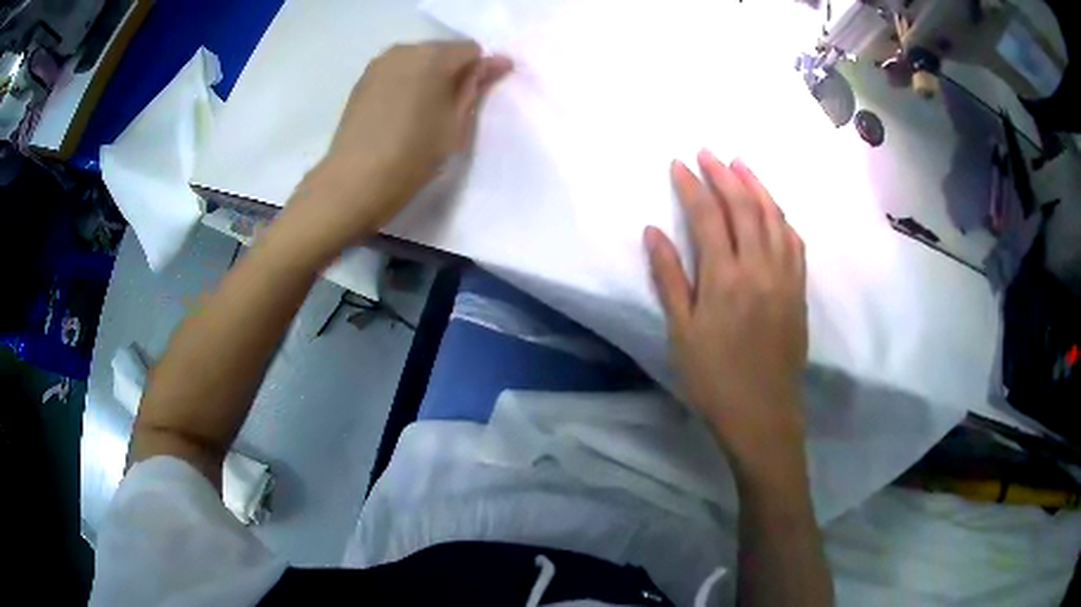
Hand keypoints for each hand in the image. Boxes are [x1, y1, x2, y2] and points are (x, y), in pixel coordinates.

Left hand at [283, 41, 512, 256]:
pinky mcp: (362, 81)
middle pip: (443, 52)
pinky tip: (402, 114)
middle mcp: (404, 50)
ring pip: (418, 62)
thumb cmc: (412, 155)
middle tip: (451, 111)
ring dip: (429, 79)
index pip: (472, 50)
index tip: (476, 102)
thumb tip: (499, 61)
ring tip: (424, 114)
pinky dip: (407, 85)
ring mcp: (379, 64)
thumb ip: (476, 87)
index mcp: (432, 56)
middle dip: (453, 74)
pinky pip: (397, 73)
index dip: (480, 72)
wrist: (353, 183)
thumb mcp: (455, 124)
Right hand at [645, 150, 807, 466]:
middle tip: (707, 152)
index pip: (709, 216)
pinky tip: (773, 207)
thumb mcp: (681, 333)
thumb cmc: (713, 379)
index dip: (692, 186)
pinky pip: (794, 241)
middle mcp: (759, 268)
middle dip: (724, 174)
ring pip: (774, 217)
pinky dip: (781, 215)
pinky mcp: (799, 290)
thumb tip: (653, 231)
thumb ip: (669, 278)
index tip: (679, 163)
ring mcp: (785, 277)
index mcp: (725, 279)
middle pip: (744, 207)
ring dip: (757, 185)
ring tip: (740, 164)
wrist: (762, 414)